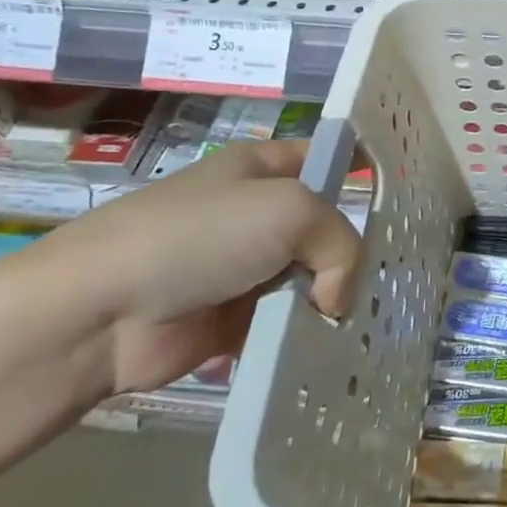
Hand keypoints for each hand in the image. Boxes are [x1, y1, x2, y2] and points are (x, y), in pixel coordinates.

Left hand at [37, 140, 361, 394]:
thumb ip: (340, 244)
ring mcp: (244, 268)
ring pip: (311, 279)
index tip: (404, 198)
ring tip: (365, 321)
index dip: (363, 169)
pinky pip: (286, 323)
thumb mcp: (290, 210)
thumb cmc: (200, 236)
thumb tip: (334, 299)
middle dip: (356, 252)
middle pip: (326, 227)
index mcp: (264, 168)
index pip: (327, 158)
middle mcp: (257, 214)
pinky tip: (330, 349)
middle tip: (393, 277)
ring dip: (332, 301)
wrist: (102, 311)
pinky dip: (305, 336)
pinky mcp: (233, 320)